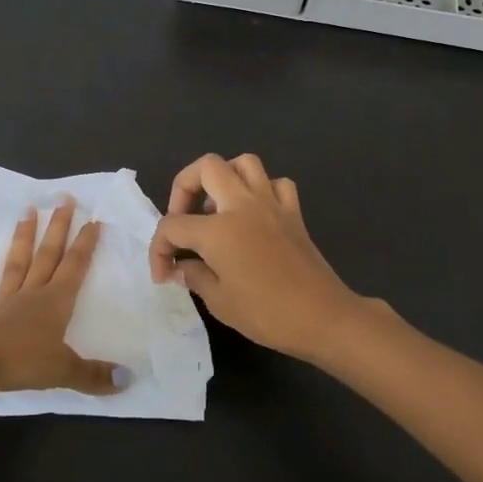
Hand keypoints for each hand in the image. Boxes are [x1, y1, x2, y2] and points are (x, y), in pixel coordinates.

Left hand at [0, 199, 127, 401]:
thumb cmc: (23, 364)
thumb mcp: (65, 371)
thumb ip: (95, 375)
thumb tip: (128, 379)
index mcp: (54, 303)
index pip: (74, 267)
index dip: (85, 244)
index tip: (93, 220)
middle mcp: (29, 295)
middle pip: (46, 256)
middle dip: (57, 228)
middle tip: (63, 199)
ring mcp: (0, 305)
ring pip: (14, 266)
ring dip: (20, 240)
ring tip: (25, 212)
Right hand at [148, 154, 364, 361]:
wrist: (323, 317)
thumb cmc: (267, 313)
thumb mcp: (220, 302)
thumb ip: (194, 276)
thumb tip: (180, 267)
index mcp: (218, 229)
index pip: (173, 226)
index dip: (159, 249)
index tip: (163, 274)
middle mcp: (242, 205)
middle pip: (206, 167)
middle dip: (184, 187)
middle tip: (183, 218)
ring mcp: (271, 204)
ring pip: (243, 164)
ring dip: (223, 178)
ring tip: (216, 207)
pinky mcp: (293, 213)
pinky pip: (275, 183)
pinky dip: (261, 190)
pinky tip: (254, 212)